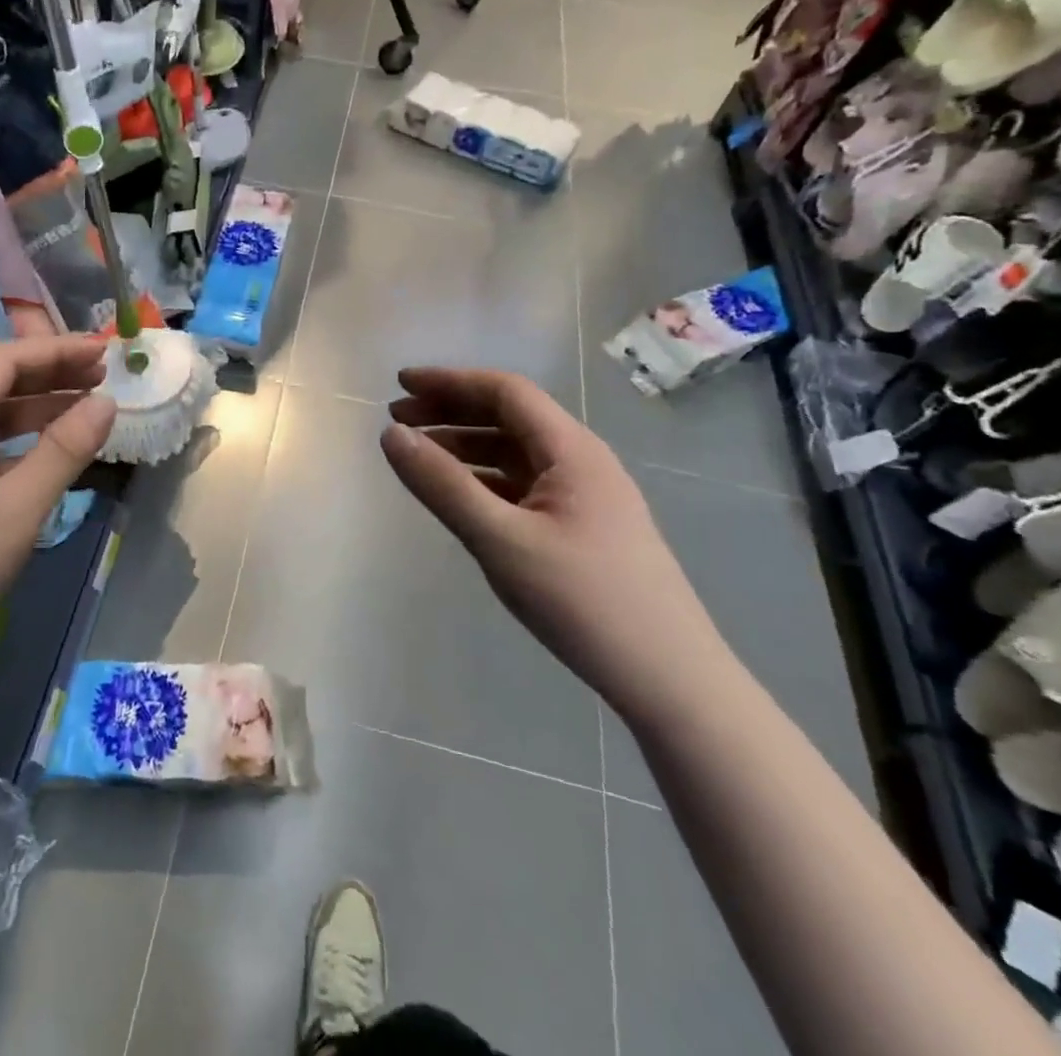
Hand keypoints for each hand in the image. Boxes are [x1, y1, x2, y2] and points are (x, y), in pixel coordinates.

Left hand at [0, 336, 115, 675]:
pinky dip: (18, 448)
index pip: (3, 361)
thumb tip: (107, 401)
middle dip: (50, 376)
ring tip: (84, 415)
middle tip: (101, 378)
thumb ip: (63, 452)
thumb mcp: (15, 510)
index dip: (55, 350)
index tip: (102, 353)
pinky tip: (43, 465)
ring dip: (36, 413)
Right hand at [379, 367, 734, 721]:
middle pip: (509, 416)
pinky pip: (523, 484)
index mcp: (571, 450)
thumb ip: (443, 485)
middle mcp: (581, 460)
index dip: (449, 381)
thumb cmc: (583, 601)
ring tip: (418, 453)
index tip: (399, 384)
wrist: (669, 680)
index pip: (504, 391)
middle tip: (398, 418)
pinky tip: (459, 494)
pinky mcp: (582, 527)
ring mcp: (584, 495)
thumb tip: (391, 434)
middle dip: (451, 410)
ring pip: (515, 451)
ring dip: (465, 444)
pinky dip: (484, 477)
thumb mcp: (500, 540)